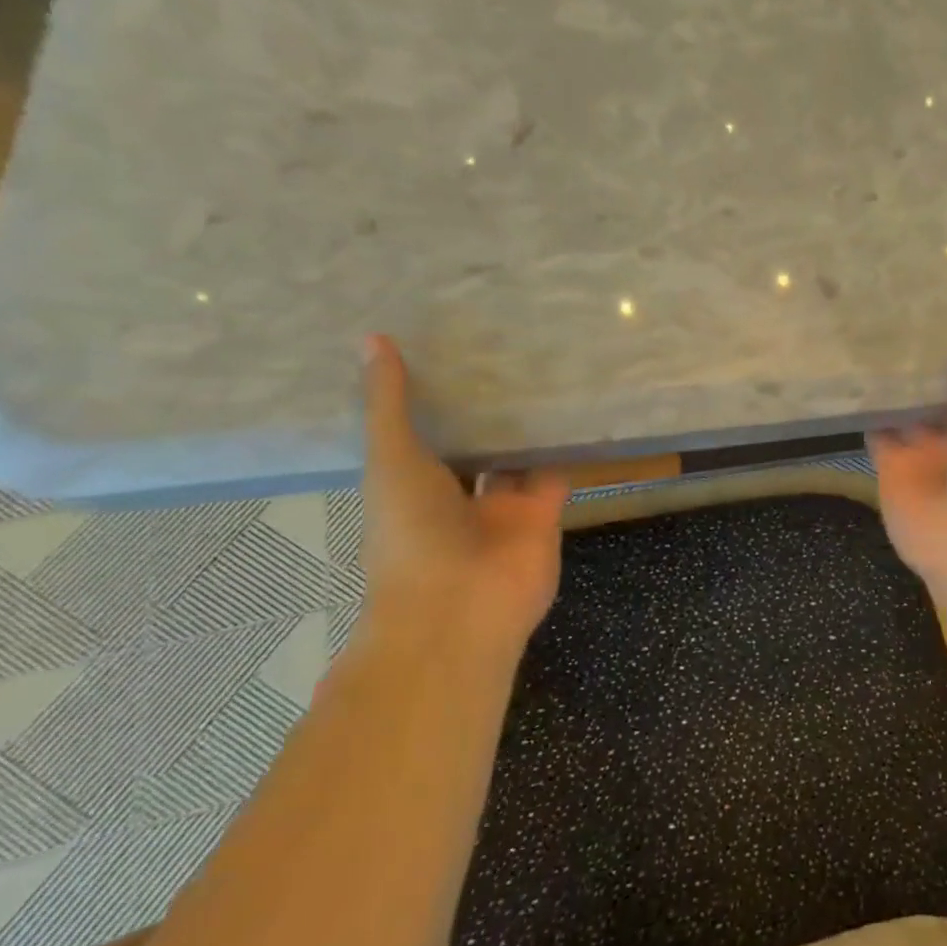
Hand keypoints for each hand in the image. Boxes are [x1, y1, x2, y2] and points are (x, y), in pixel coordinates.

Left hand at [359, 335, 570, 658]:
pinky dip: (564, 449)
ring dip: (527, 427)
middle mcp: (456, 497)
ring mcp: (502, 509)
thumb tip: (372, 339)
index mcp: (410, 486)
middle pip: (473, 446)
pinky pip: (555, 475)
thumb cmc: (411, 533)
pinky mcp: (545, 516)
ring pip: (516, 459)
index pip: (423, 435)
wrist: (461, 606)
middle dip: (486, 412)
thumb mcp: (392, 459)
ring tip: (543, 371)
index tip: (446, 352)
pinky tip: (574, 409)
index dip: (433, 400)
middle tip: (503, 352)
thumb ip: (389, 404)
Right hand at [868, 285, 946, 611]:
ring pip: (902, 409)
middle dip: (920, 359)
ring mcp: (921, 451)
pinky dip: (863, 410)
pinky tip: (847, 375)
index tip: (942, 296)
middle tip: (894, 305)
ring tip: (865, 332)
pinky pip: (874, 432)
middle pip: (935, 389)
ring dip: (890, 383)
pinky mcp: (889, 467)